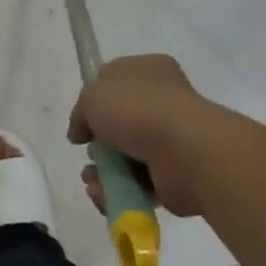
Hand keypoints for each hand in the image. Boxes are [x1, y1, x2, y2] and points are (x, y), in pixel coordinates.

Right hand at [68, 54, 214, 216]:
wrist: (184, 151)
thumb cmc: (137, 109)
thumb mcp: (92, 97)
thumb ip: (81, 112)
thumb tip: (80, 133)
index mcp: (149, 69)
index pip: (115, 79)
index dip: (94, 97)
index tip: (82, 118)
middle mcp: (163, 99)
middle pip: (120, 120)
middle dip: (99, 142)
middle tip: (87, 154)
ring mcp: (171, 137)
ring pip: (127, 154)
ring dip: (105, 171)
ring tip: (92, 183)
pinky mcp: (174, 173)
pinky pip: (139, 182)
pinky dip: (120, 190)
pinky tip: (104, 196)